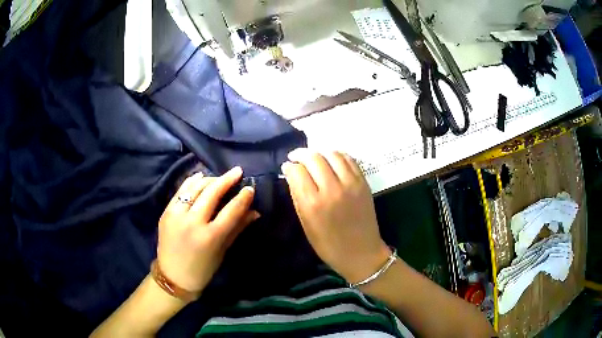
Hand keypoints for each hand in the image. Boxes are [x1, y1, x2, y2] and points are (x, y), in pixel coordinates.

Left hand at [156, 167, 259, 295]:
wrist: (173, 276)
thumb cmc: (202, 269)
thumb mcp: (222, 251)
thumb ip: (237, 228)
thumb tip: (255, 212)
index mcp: (210, 237)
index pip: (231, 210)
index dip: (243, 197)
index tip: (250, 188)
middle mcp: (193, 222)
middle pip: (212, 192)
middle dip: (227, 179)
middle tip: (237, 171)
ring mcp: (176, 215)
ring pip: (195, 187)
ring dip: (210, 179)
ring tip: (220, 177)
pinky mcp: (166, 212)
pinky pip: (180, 191)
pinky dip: (192, 182)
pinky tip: (200, 177)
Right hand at [282, 149, 390, 283]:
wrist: (361, 252)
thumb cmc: (328, 245)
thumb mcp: (306, 224)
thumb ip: (298, 196)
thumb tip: (291, 174)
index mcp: (314, 203)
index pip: (298, 171)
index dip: (289, 166)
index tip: (287, 167)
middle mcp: (332, 189)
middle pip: (314, 158)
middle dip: (301, 154)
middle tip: (296, 157)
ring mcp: (351, 183)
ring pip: (332, 153)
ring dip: (319, 151)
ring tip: (313, 157)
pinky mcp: (363, 182)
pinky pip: (348, 159)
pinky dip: (336, 155)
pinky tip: (330, 160)